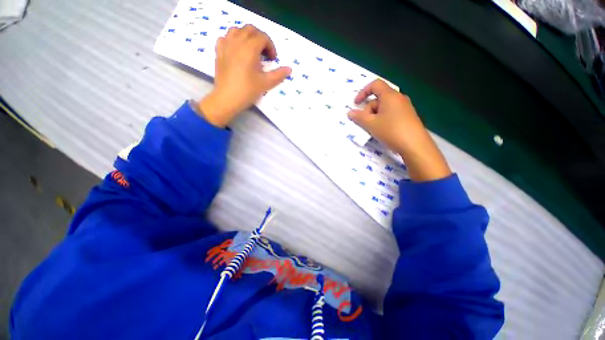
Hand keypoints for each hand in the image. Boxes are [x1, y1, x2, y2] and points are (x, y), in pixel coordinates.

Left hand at [199, 25, 290, 126]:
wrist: (227, 98)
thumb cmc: (248, 91)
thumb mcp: (266, 83)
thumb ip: (278, 75)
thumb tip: (289, 69)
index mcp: (250, 48)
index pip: (263, 37)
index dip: (271, 46)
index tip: (273, 59)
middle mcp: (237, 41)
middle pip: (250, 29)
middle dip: (260, 38)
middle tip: (264, 53)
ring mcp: (226, 45)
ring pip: (237, 30)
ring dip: (247, 36)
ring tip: (251, 49)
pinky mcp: (219, 51)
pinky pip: (226, 37)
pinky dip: (233, 40)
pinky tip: (237, 50)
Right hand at [348, 79, 451, 181]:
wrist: (415, 145)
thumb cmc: (391, 131)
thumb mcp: (371, 124)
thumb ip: (359, 117)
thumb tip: (350, 112)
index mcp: (390, 96)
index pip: (375, 85)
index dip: (363, 92)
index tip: (356, 104)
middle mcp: (399, 98)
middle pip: (379, 98)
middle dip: (368, 109)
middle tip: (365, 123)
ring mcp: (405, 107)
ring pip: (384, 107)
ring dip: (375, 116)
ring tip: (374, 129)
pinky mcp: (408, 116)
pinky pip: (391, 113)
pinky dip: (383, 119)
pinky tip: (383, 130)